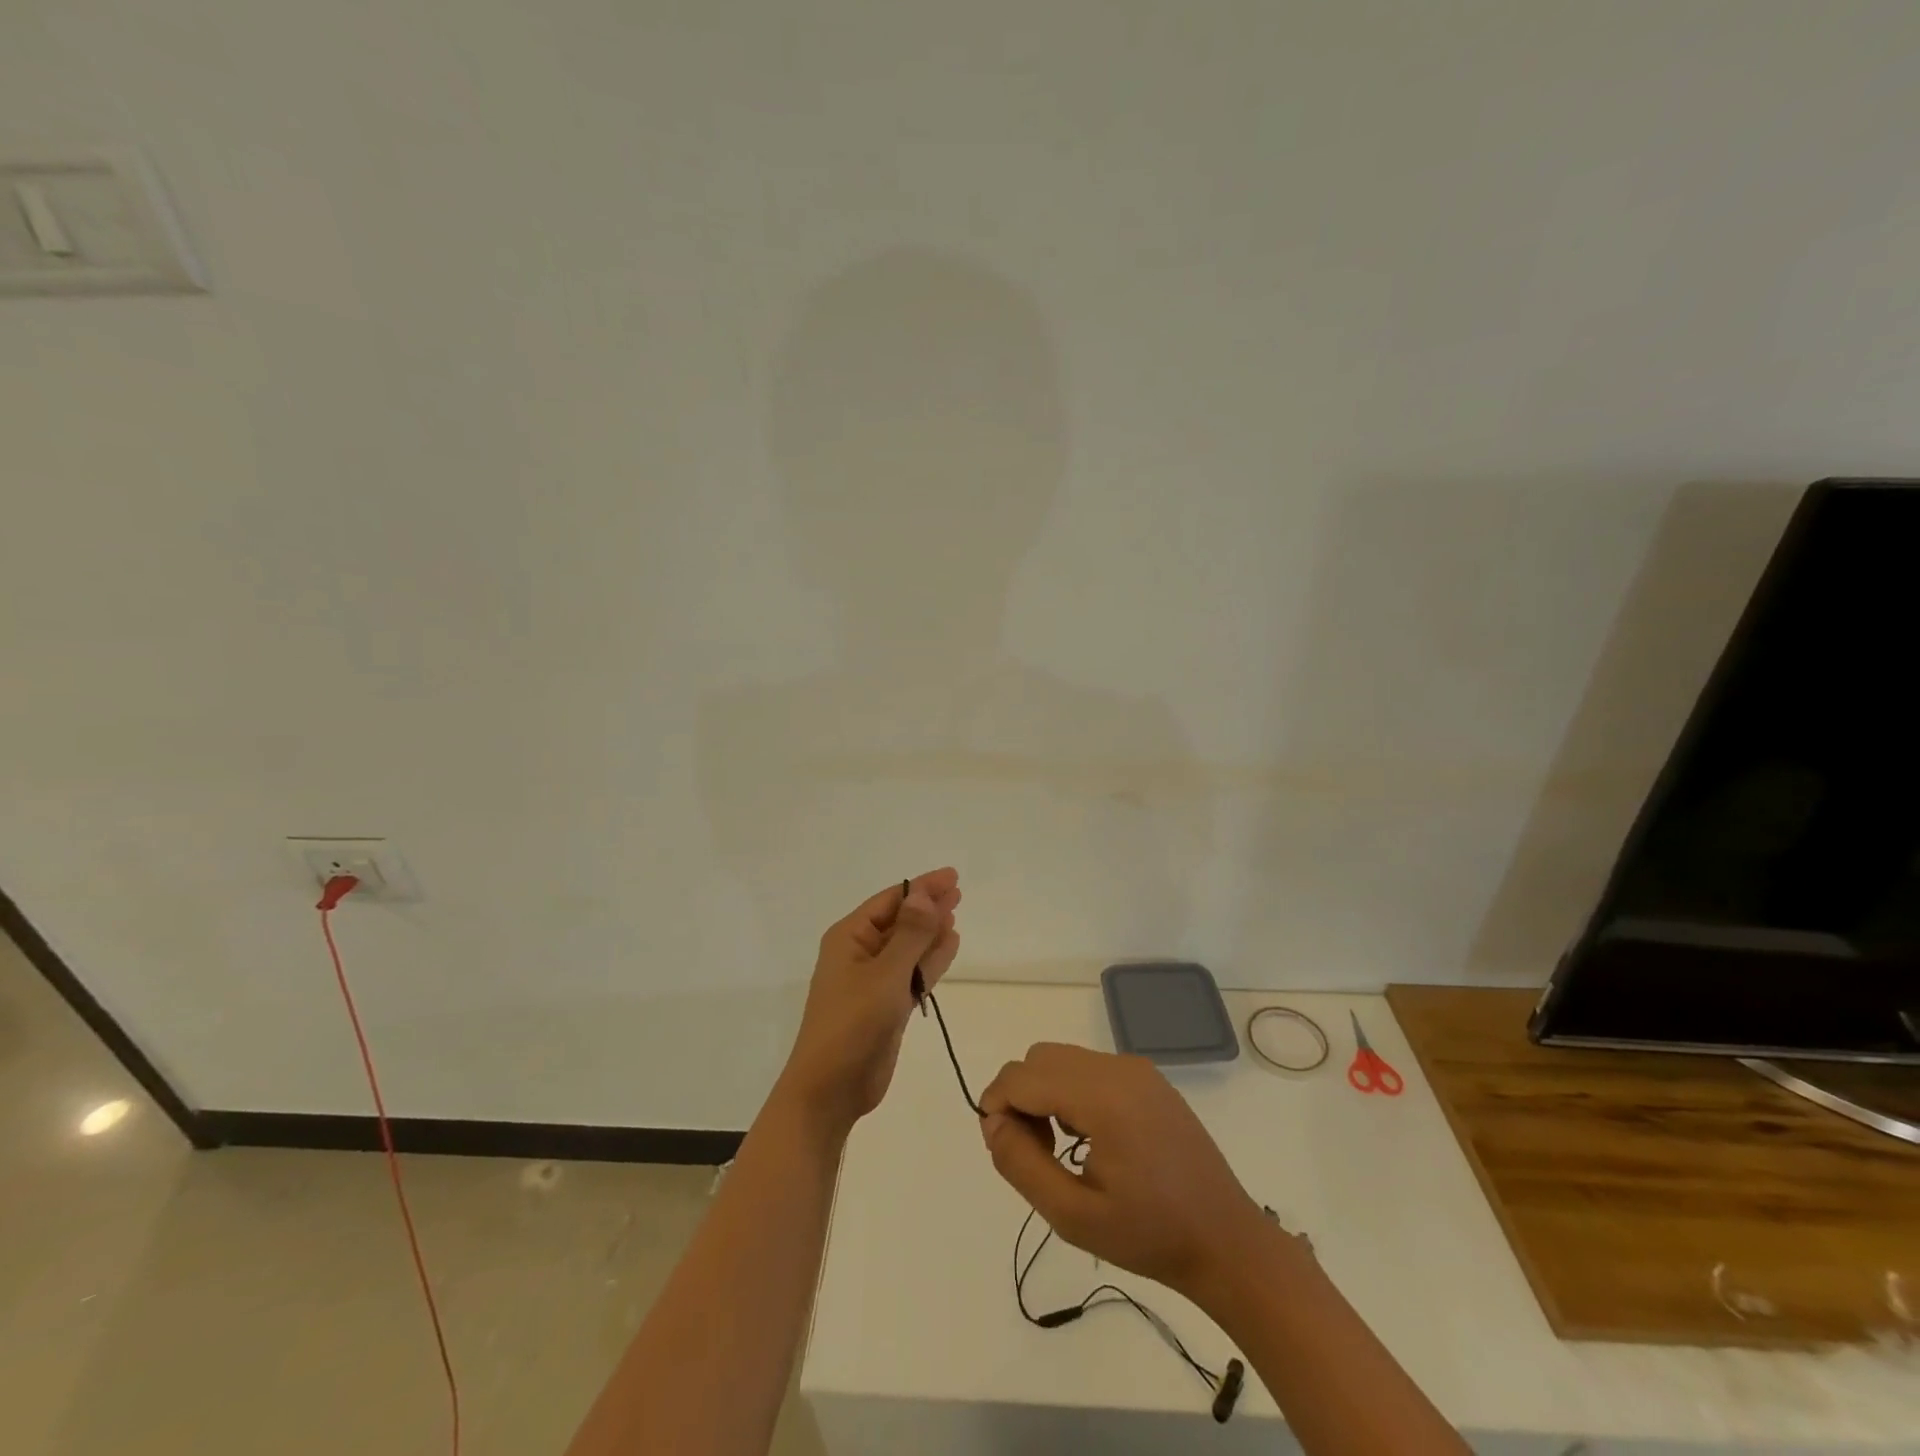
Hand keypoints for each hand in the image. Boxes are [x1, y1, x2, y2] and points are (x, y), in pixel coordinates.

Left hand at [777, 869, 961, 1134]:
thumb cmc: (852, 1024)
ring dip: (930, 932)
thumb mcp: (885, 974)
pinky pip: (912, 973)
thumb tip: (926, 894)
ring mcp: (873, 981)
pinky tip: (949, 946)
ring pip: (908, 947)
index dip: (922, 887)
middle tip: (959, 892)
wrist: (830, 1090)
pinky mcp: (886, 1005)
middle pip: (900, 921)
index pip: (890, 900)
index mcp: (849, 937)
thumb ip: (910, 934)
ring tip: (955, 915)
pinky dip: (930, 960)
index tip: (952, 876)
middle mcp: (860, 953)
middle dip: (927, 906)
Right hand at [979, 1043, 1267, 1301]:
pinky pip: (1089, 1068)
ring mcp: (1136, 1069)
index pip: (1022, 1077)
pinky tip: (1087, 1139)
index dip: (996, 1106)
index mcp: (1102, 1096)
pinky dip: (1070, 1091)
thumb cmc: (1149, 1236)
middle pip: (1040, 1059)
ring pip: (1063, 1060)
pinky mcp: (1148, 1079)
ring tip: (1058, 1150)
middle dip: (1019, 1098)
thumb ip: (1021, 1164)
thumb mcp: (1072, 1215)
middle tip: (1032, 1154)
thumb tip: (992, 1122)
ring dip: (1044, 1094)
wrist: (1225, 1241)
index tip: (1001, 1149)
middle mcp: (1118, 1068)